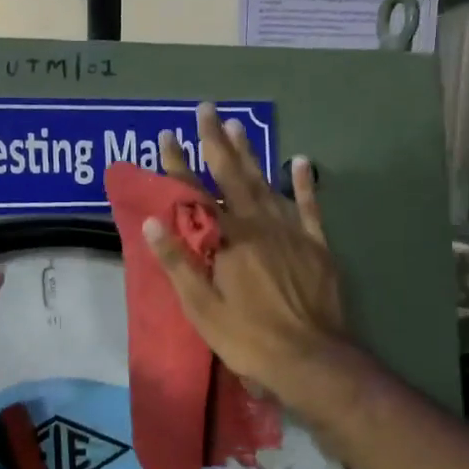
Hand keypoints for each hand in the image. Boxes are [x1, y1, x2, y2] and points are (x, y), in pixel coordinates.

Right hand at [143, 104, 346, 409]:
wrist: (310, 359)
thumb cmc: (247, 338)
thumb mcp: (201, 307)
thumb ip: (178, 262)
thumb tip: (153, 220)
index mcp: (227, 240)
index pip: (195, 195)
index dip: (178, 166)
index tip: (166, 136)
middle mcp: (258, 225)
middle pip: (233, 176)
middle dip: (216, 142)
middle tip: (207, 109)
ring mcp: (291, 232)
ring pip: (266, 184)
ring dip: (251, 154)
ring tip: (238, 125)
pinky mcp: (316, 246)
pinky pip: (309, 207)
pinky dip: (304, 184)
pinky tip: (300, 162)